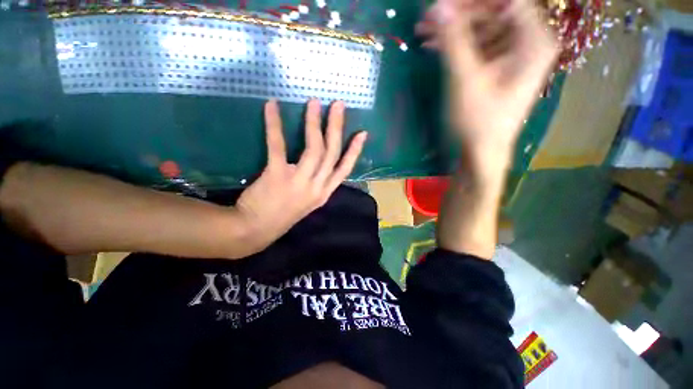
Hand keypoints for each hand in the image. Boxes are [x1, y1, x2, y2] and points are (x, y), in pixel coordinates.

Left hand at [236, 99, 367, 246]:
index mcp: (324, 193)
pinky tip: (272, 107)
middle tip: (338, 105)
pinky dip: (275, 125)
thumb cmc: (283, 215)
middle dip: (337, 127)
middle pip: (332, 153)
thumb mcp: (308, 202)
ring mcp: (299, 182)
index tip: (362, 133)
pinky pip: (278, 146)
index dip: (355, 151)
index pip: (345, 169)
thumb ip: (317, 184)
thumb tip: (320, 164)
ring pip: (314, 148)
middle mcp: (317, 187)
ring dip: (315, 123)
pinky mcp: (277, 176)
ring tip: (314, 103)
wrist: (255, 231)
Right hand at [416, 0, 557, 170]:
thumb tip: (438, 7)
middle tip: (427, 18)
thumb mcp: (465, 78)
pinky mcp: (498, 68)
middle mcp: (528, 43)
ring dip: (453, 30)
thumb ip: (453, 39)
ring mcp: (513, 56)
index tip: (443, 3)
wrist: (482, 151)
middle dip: (458, 14)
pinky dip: (457, 46)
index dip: (472, 0)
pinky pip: (479, 47)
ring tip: (424, 33)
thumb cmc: (478, 119)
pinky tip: (435, 47)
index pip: (506, 1)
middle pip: (493, 12)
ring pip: (482, 29)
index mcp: (533, 41)